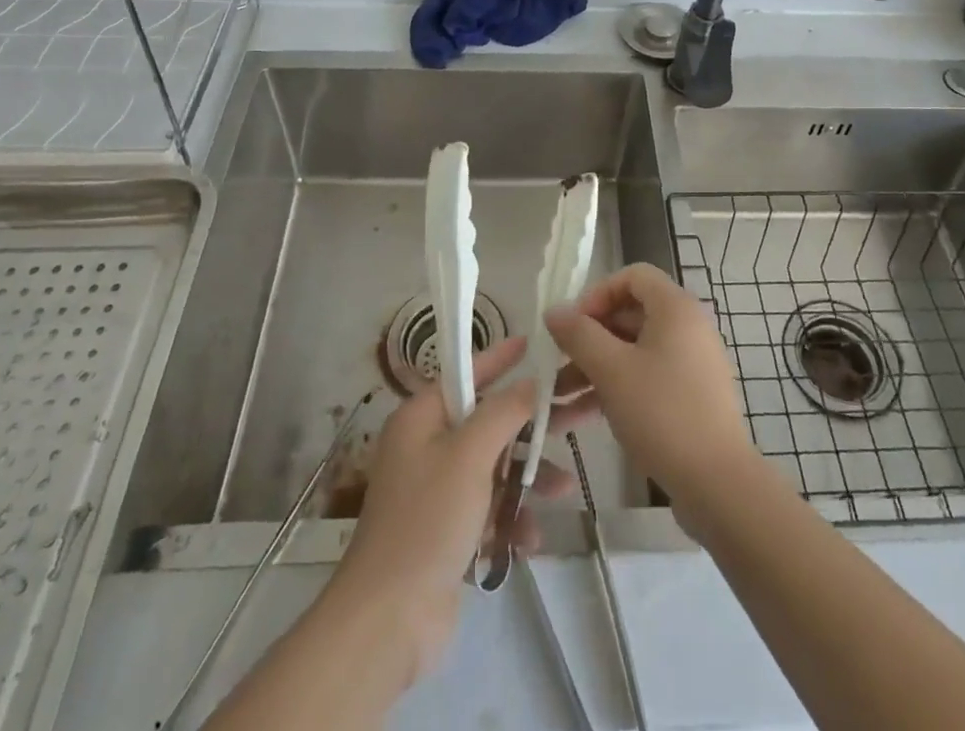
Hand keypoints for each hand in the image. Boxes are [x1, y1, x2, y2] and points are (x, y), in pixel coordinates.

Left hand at [325, 336, 586, 684]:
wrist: (388, 620)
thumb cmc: (427, 520)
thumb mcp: (470, 455)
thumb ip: (504, 412)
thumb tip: (529, 381)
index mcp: (421, 418)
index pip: (465, 374)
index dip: (499, 359)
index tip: (531, 344)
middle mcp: (427, 447)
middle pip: (488, 423)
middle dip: (530, 426)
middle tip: (576, 414)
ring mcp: (437, 492)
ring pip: (494, 469)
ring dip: (527, 479)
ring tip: (564, 490)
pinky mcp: (447, 532)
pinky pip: (488, 510)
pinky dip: (510, 520)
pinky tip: (530, 539)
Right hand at [546, 263, 756, 516]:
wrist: (718, 484)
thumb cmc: (663, 413)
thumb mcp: (611, 370)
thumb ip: (579, 335)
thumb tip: (554, 310)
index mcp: (675, 308)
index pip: (632, 276)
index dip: (598, 293)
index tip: (573, 325)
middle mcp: (686, 327)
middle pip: (630, 314)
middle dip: (589, 338)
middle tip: (558, 362)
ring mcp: (690, 363)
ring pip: (633, 351)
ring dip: (594, 368)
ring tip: (557, 398)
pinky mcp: (689, 396)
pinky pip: (646, 378)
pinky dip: (615, 389)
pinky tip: (580, 418)